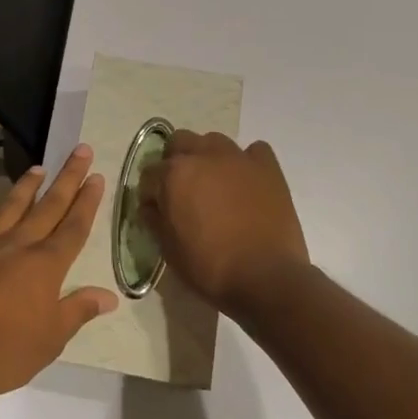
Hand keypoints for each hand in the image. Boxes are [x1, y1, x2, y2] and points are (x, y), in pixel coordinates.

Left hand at [0, 144, 115, 405]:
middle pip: (48, 206)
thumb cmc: (6, 351)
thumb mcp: (52, 338)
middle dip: (67, 178)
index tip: (97, 176)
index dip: (87, 201)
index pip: (74, 226)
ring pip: (10, 207)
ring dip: (26, 186)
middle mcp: (18, 245)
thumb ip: (79, 310)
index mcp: (46, 264)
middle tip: (80, 151)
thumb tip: (110, 296)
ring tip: (38, 168)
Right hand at [139, 131, 309, 315]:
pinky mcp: (268, 167)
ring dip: (207, 157)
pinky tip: (246, 182)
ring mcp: (238, 158)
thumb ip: (155, 220)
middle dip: (175, 161)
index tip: (157, 210)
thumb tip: (151, 206)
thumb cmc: (210, 267)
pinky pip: (253, 151)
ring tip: (214, 184)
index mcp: (174, 175)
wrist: (266, 277)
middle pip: (179, 142)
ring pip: (214, 141)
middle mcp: (203, 156)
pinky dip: (247, 162)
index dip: (150, 193)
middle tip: (182, 190)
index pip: (150, 174)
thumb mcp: (169, 250)